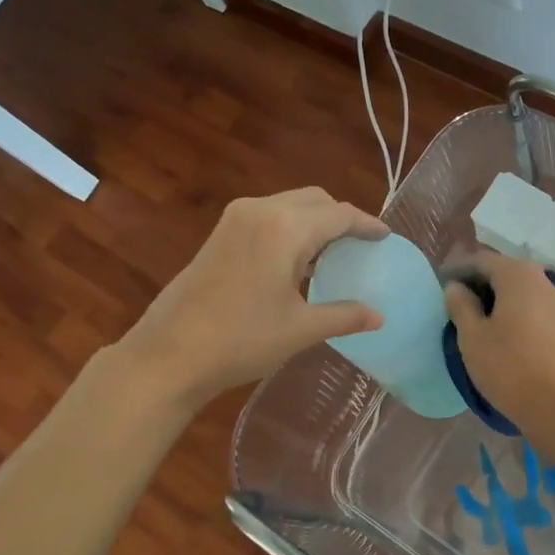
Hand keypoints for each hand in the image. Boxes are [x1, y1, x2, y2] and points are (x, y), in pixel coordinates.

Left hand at [122, 188, 386, 404]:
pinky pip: (269, 215)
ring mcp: (236, 218)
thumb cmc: (240, 340)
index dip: (367, 225)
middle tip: (360, 246)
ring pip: (290, 204)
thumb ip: (344, 316)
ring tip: (332, 254)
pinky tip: (296, 260)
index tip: (386, 236)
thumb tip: (379, 316)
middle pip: (315, 200)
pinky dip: (291, 227)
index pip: (339, 215)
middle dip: (341, 218)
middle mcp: (261, 210)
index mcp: (285, 228)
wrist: (168, 355)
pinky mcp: (220, 232)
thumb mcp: (300, 329)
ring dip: (315, 221)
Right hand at [443, 250, 554, 428]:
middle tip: (455, 296)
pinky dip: (514, 307)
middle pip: (504, 271)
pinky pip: (532, 304)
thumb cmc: (506, 365)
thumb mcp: (472, 335)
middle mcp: (542, 278)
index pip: (482, 261)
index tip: (440, 280)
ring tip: (475, 312)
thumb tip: (456, 287)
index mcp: (518, 274)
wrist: (554, 403)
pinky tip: (499, 324)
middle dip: (479, 280)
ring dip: (497, 294)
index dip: (458, 269)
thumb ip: (460, 304)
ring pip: (520, 288)